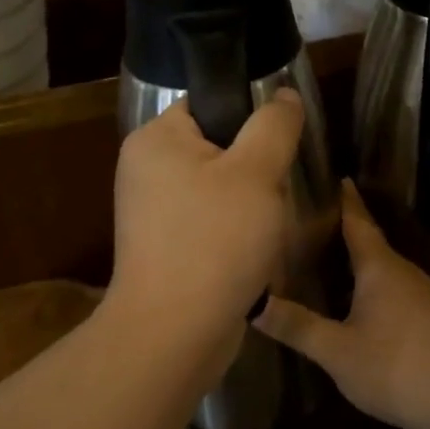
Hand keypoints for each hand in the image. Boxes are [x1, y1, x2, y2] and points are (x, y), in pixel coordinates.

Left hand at [108, 91, 304, 356]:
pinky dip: (231, 235)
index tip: (278, 147)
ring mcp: (151, 214)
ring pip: (217, 191)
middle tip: (275, 193)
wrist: (175, 333)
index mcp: (155, 140)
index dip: (249, 120)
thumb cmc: (215, 241)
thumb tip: (284, 95)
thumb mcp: (257, 172)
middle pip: (216, 149)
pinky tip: (250, 254)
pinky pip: (208, 225)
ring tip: (266, 228)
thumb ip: (274, 125)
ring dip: (248, 206)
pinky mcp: (163, 249)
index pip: (208, 105)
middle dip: (254, 170)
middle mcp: (144, 170)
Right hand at [256, 180, 429, 428]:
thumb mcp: (337, 351)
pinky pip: (392, 287)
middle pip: (369, 241)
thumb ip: (296, 325)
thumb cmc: (397, 369)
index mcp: (380, 267)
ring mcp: (421, 295)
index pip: (357, 221)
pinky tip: (354, 299)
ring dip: (356, 258)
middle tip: (308, 220)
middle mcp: (403, 272)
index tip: (332, 175)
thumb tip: (252, 301)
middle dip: (342, 228)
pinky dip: (369, 282)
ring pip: (381, 267)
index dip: (344, 199)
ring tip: (324, 255)